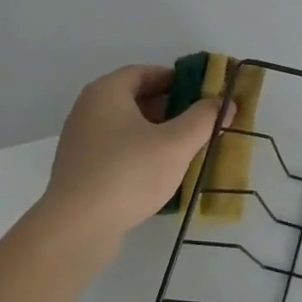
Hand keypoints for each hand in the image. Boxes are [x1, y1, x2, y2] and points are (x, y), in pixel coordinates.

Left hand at [34, 65, 228, 250]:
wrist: (76, 229)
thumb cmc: (128, 173)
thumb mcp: (176, 143)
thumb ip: (204, 119)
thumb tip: (225, 102)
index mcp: (107, 91)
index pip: (146, 72)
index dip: (177, 80)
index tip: (202, 95)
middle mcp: (88, 109)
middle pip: (136, 98)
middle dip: (170, 108)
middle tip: (198, 123)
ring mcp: (80, 141)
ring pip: (126, 126)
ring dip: (156, 133)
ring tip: (184, 150)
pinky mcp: (79, 170)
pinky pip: (115, 150)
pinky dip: (138, 153)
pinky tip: (158, 174)